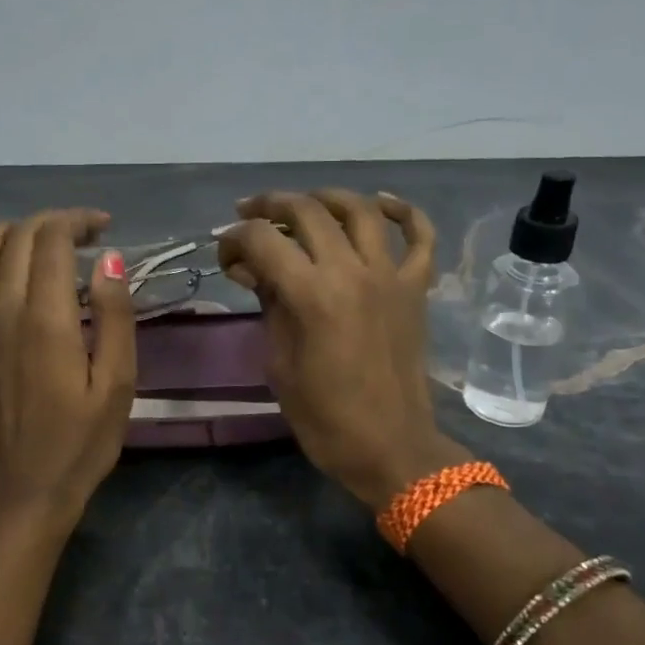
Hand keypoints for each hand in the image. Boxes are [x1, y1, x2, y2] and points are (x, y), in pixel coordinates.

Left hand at [0, 209, 137, 523]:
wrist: (30, 487)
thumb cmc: (83, 439)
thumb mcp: (118, 381)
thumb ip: (116, 315)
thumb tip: (108, 259)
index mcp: (46, 317)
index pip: (52, 240)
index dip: (78, 221)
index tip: (106, 228)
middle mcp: (3, 311)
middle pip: (17, 239)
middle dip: (52, 222)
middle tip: (85, 234)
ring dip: (5, 234)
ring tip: (34, 241)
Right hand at [218, 189, 468, 508]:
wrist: (390, 447)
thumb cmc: (324, 417)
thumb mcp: (279, 363)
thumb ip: (268, 305)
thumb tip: (252, 269)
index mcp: (312, 295)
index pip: (263, 240)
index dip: (235, 239)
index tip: (224, 255)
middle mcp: (352, 272)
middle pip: (307, 212)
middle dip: (270, 206)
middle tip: (249, 215)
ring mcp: (390, 276)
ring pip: (360, 211)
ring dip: (326, 197)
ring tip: (304, 203)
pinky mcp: (416, 289)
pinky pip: (420, 237)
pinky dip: (403, 212)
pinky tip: (380, 203)